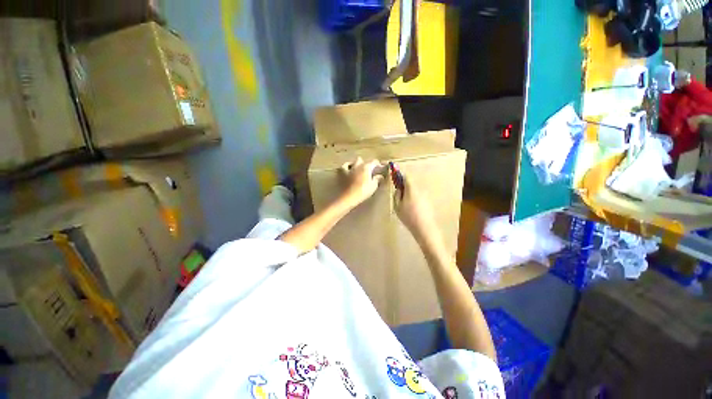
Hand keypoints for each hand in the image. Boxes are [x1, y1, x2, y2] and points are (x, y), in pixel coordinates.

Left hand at [340, 158, 383, 206]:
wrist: (347, 197)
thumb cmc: (362, 192)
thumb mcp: (373, 187)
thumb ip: (376, 180)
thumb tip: (380, 176)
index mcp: (366, 167)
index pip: (373, 162)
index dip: (377, 164)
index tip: (379, 167)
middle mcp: (357, 165)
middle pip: (362, 161)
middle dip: (365, 164)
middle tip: (367, 171)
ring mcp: (348, 168)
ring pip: (352, 162)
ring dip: (355, 165)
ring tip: (357, 170)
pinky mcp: (340, 172)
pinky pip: (343, 166)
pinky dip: (346, 167)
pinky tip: (347, 170)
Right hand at [394, 172, 436, 240]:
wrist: (424, 227)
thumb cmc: (408, 216)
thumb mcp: (397, 206)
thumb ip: (397, 195)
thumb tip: (398, 189)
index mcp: (411, 189)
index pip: (406, 177)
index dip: (400, 176)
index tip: (395, 176)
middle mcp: (420, 190)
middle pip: (411, 184)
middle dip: (404, 187)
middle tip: (399, 193)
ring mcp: (425, 196)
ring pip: (415, 191)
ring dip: (410, 194)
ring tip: (405, 204)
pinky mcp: (428, 203)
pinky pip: (419, 198)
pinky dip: (415, 199)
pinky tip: (412, 209)